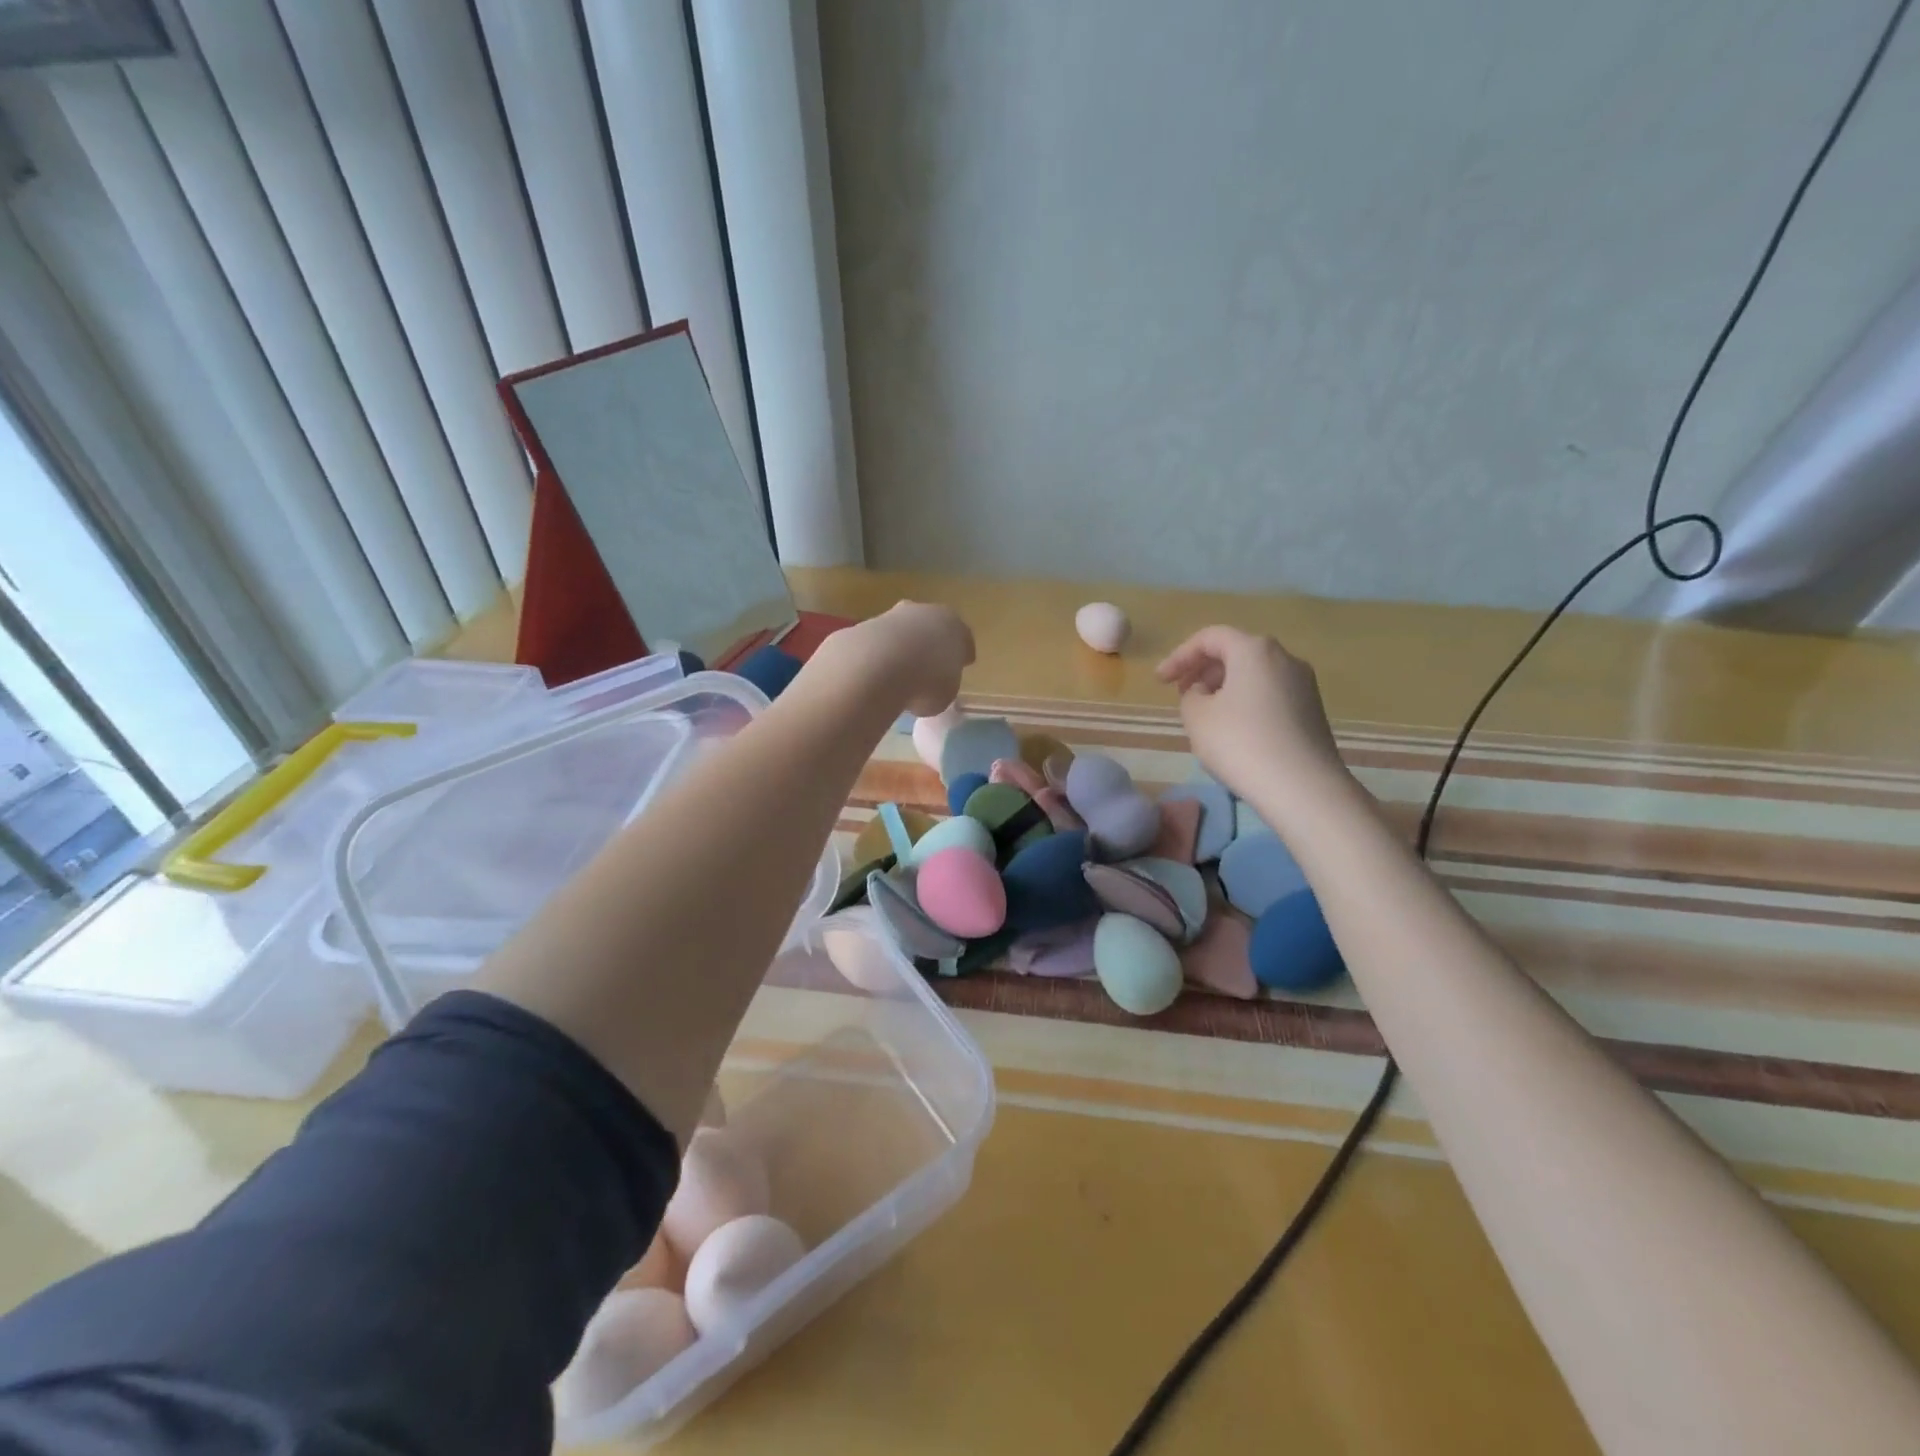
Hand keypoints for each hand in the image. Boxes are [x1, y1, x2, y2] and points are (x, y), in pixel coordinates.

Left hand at [814, 600, 974, 716]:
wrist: (876, 667)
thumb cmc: (926, 682)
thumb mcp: (945, 694)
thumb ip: (942, 686)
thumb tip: (928, 691)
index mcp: (953, 625)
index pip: (962, 638)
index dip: (962, 654)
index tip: (962, 665)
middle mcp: (922, 613)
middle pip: (928, 627)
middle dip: (928, 644)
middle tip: (927, 667)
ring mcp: (889, 617)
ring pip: (899, 633)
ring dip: (899, 650)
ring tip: (896, 678)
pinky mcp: (860, 628)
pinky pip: (874, 646)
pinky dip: (875, 659)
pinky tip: (873, 678)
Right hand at [1156, 626, 1348, 805]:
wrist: (1303, 788)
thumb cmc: (1241, 744)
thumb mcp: (1196, 718)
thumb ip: (1190, 696)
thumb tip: (1205, 693)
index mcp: (1255, 650)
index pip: (1210, 637)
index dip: (1179, 656)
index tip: (1160, 682)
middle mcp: (1285, 658)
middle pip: (1235, 652)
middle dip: (1203, 670)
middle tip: (1180, 695)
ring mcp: (1304, 684)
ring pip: (1254, 674)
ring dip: (1224, 688)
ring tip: (1204, 716)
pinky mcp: (1312, 710)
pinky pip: (1269, 694)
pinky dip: (1245, 702)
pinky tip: (1234, 731)